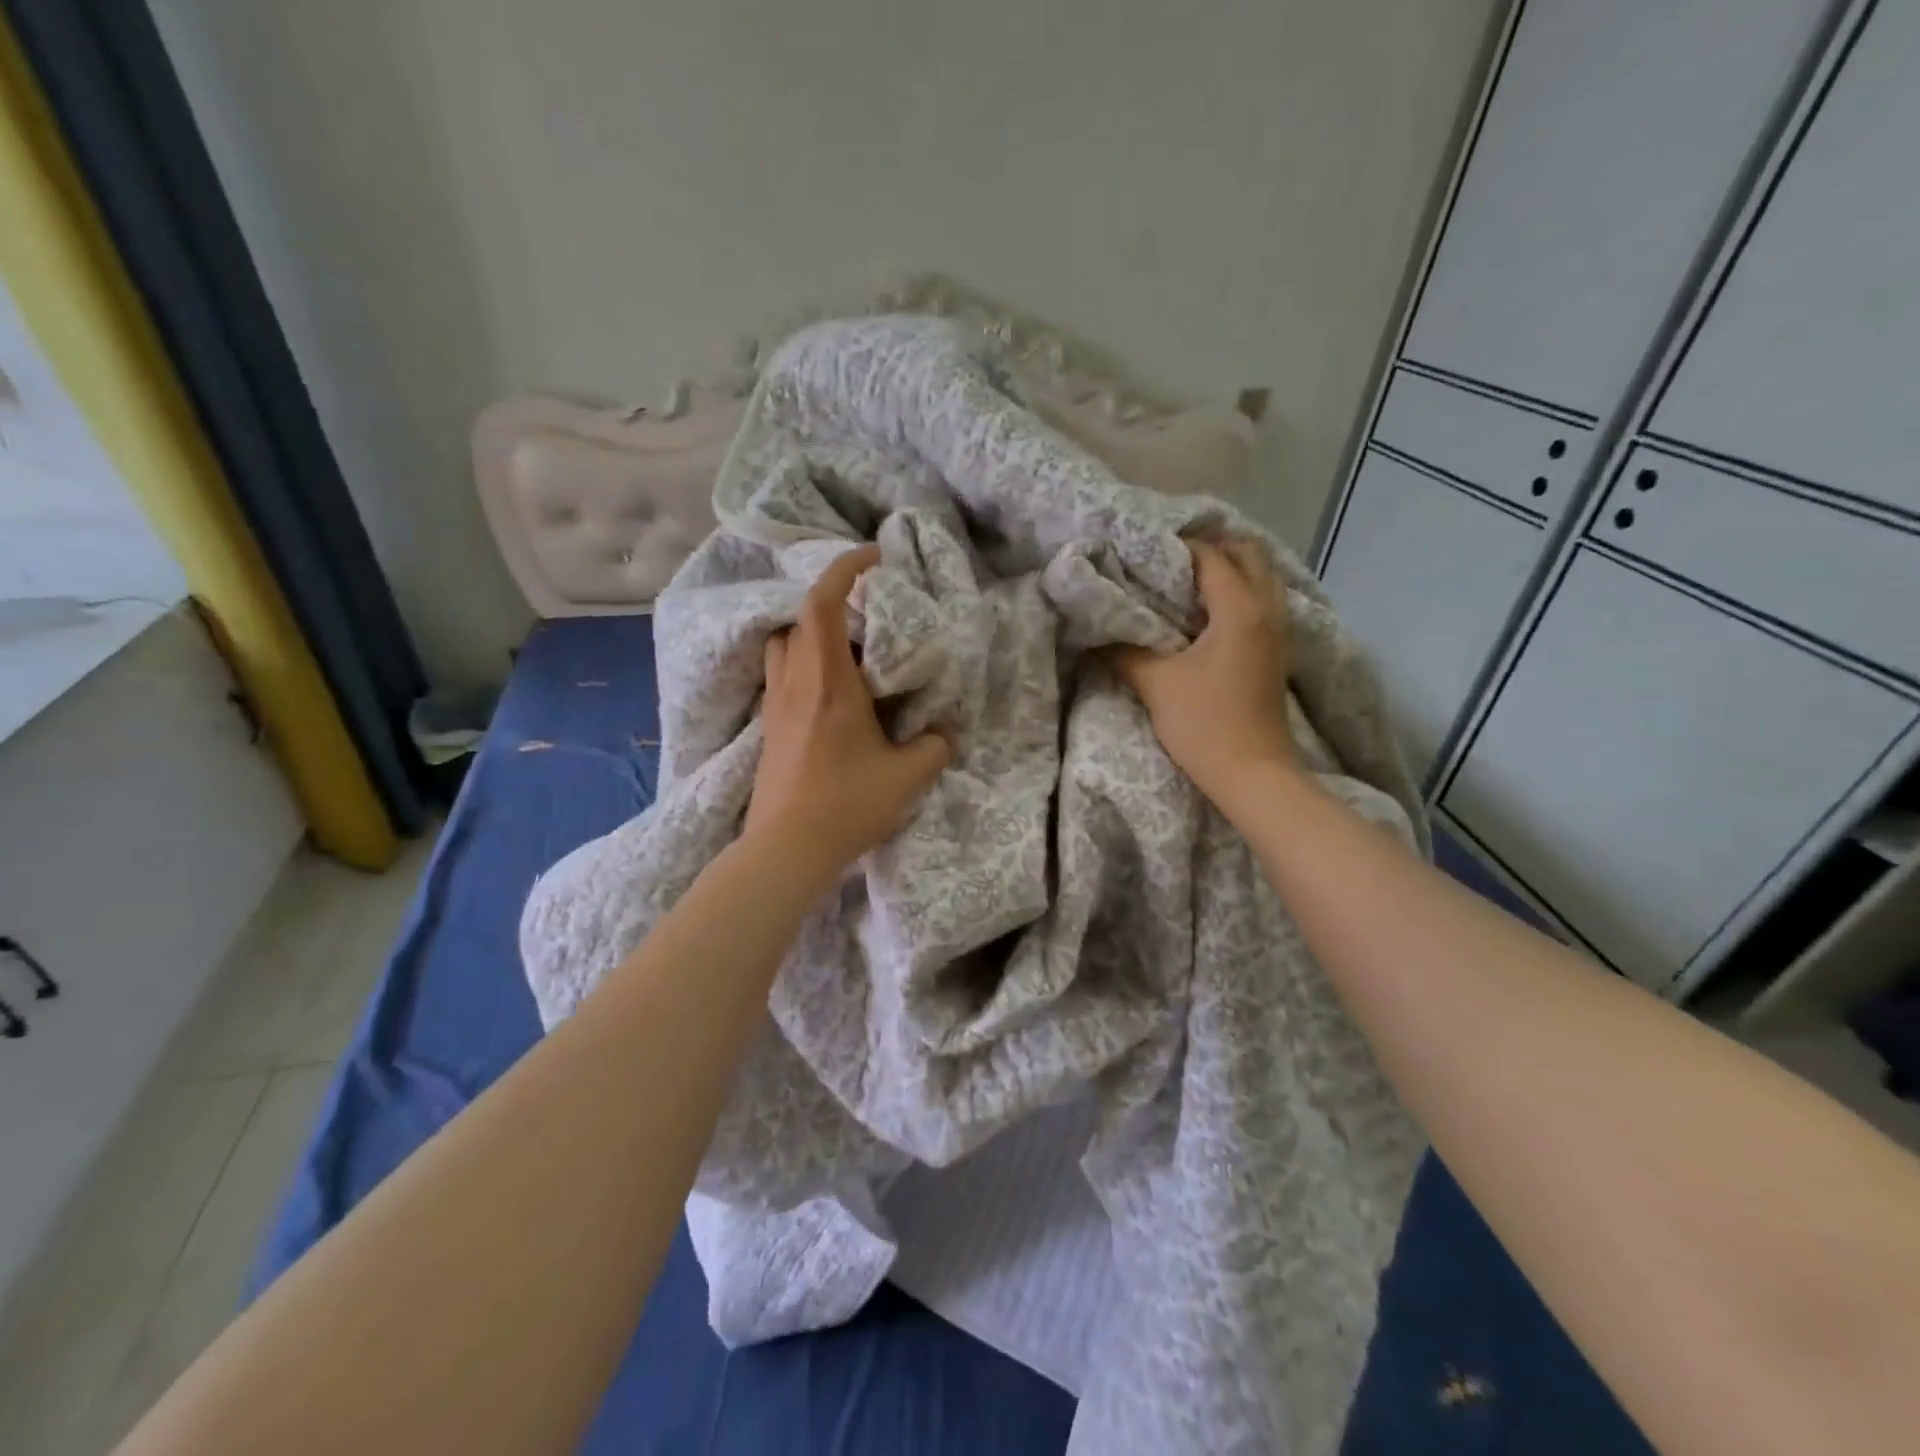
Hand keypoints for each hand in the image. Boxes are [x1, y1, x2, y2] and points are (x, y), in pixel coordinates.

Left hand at [746, 544, 952, 873]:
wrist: (786, 848)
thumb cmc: (847, 804)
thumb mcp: (907, 776)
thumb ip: (934, 746)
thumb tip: (944, 732)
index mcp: (827, 681)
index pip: (822, 603)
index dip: (844, 568)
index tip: (873, 557)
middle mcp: (794, 683)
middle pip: (799, 620)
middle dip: (832, 606)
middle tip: (868, 620)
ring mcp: (775, 707)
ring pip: (784, 648)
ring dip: (811, 638)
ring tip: (847, 657)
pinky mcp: (768, 730)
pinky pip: (783, 679)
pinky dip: (805, 669)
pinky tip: (831, 699)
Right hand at [1115, 538, 1295, 806]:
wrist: (1252, 773)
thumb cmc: (1204, 724)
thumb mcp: (1156, 684)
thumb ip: (1125, 651)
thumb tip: (1099, 634)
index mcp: (1239, 609)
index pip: (1212, 557)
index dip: (1179, 548)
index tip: (1146, 551)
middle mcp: (1267, 610)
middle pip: (1250, 555)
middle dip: (1214, 548)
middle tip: (1173, 559)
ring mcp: (1279, 631)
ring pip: (1263, 577)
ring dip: (1232, 568)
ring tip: (1191, 579)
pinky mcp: (1278, 652)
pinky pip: (1266, 601)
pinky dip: (1242, 591)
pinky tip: (1212, 611)